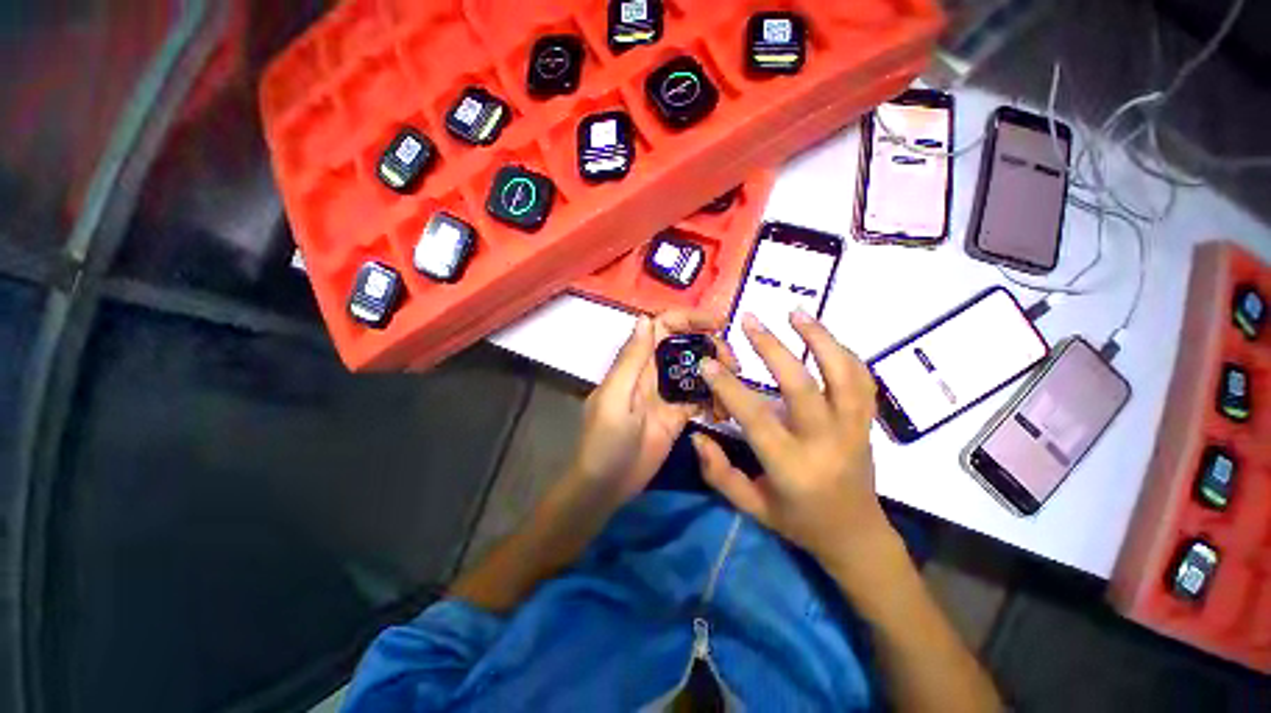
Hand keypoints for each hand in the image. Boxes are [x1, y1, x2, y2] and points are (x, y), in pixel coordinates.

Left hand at [567, 311, 735, 512]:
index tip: (717, 323)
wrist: (606, 485)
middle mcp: (654, 373)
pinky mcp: (678, 416)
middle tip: (733, 362)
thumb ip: (631, 360)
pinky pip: (699, 398)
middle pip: (685, 347)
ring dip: (716, 371)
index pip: (663, 328)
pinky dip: (715, 397)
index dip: (688, 319)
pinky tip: (727, 405)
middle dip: (710, 346)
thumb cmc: (605, 441)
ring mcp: (667, 395)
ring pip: (696, 371)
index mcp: (637, 364)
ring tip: (735, 382)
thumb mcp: (615, 398)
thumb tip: (646, 318)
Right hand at [691, 309, 894, 564]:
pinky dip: (844, 352)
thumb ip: (719, 473)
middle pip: (801, 385)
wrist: (857, 536)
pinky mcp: (867, 423)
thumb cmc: (799, 522)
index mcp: (792, 466)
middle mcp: (826, 442)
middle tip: (748, 321)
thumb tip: (697, 436)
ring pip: (843, 374)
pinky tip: (824, 335)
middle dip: (772, 348)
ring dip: (819, 338)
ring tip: (795, 312)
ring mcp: (854, 429)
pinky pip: (862, 380)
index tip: (708, 362)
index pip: (756, 418)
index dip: (729, 388)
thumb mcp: (752, 507)